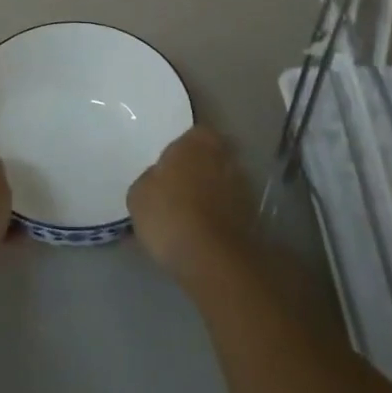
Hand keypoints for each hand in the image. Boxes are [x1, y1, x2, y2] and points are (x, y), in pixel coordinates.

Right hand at [128, 126, 256, 288]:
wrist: (211, 258)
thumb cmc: (169, 213)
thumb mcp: (139, 194)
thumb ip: (151, 178)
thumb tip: (159, 179)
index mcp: (198, 141)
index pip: (195, 134)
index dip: (183, 149)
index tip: (171, 166)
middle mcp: (226, 156)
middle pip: (213, 157)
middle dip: (200, 169)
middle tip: (180, 187)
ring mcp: (243, 187)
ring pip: (223, 183)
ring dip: (212, 193)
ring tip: (191, 214)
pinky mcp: (252, 217)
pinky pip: (230, 209)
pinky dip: (220, 216)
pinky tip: (202, 232)